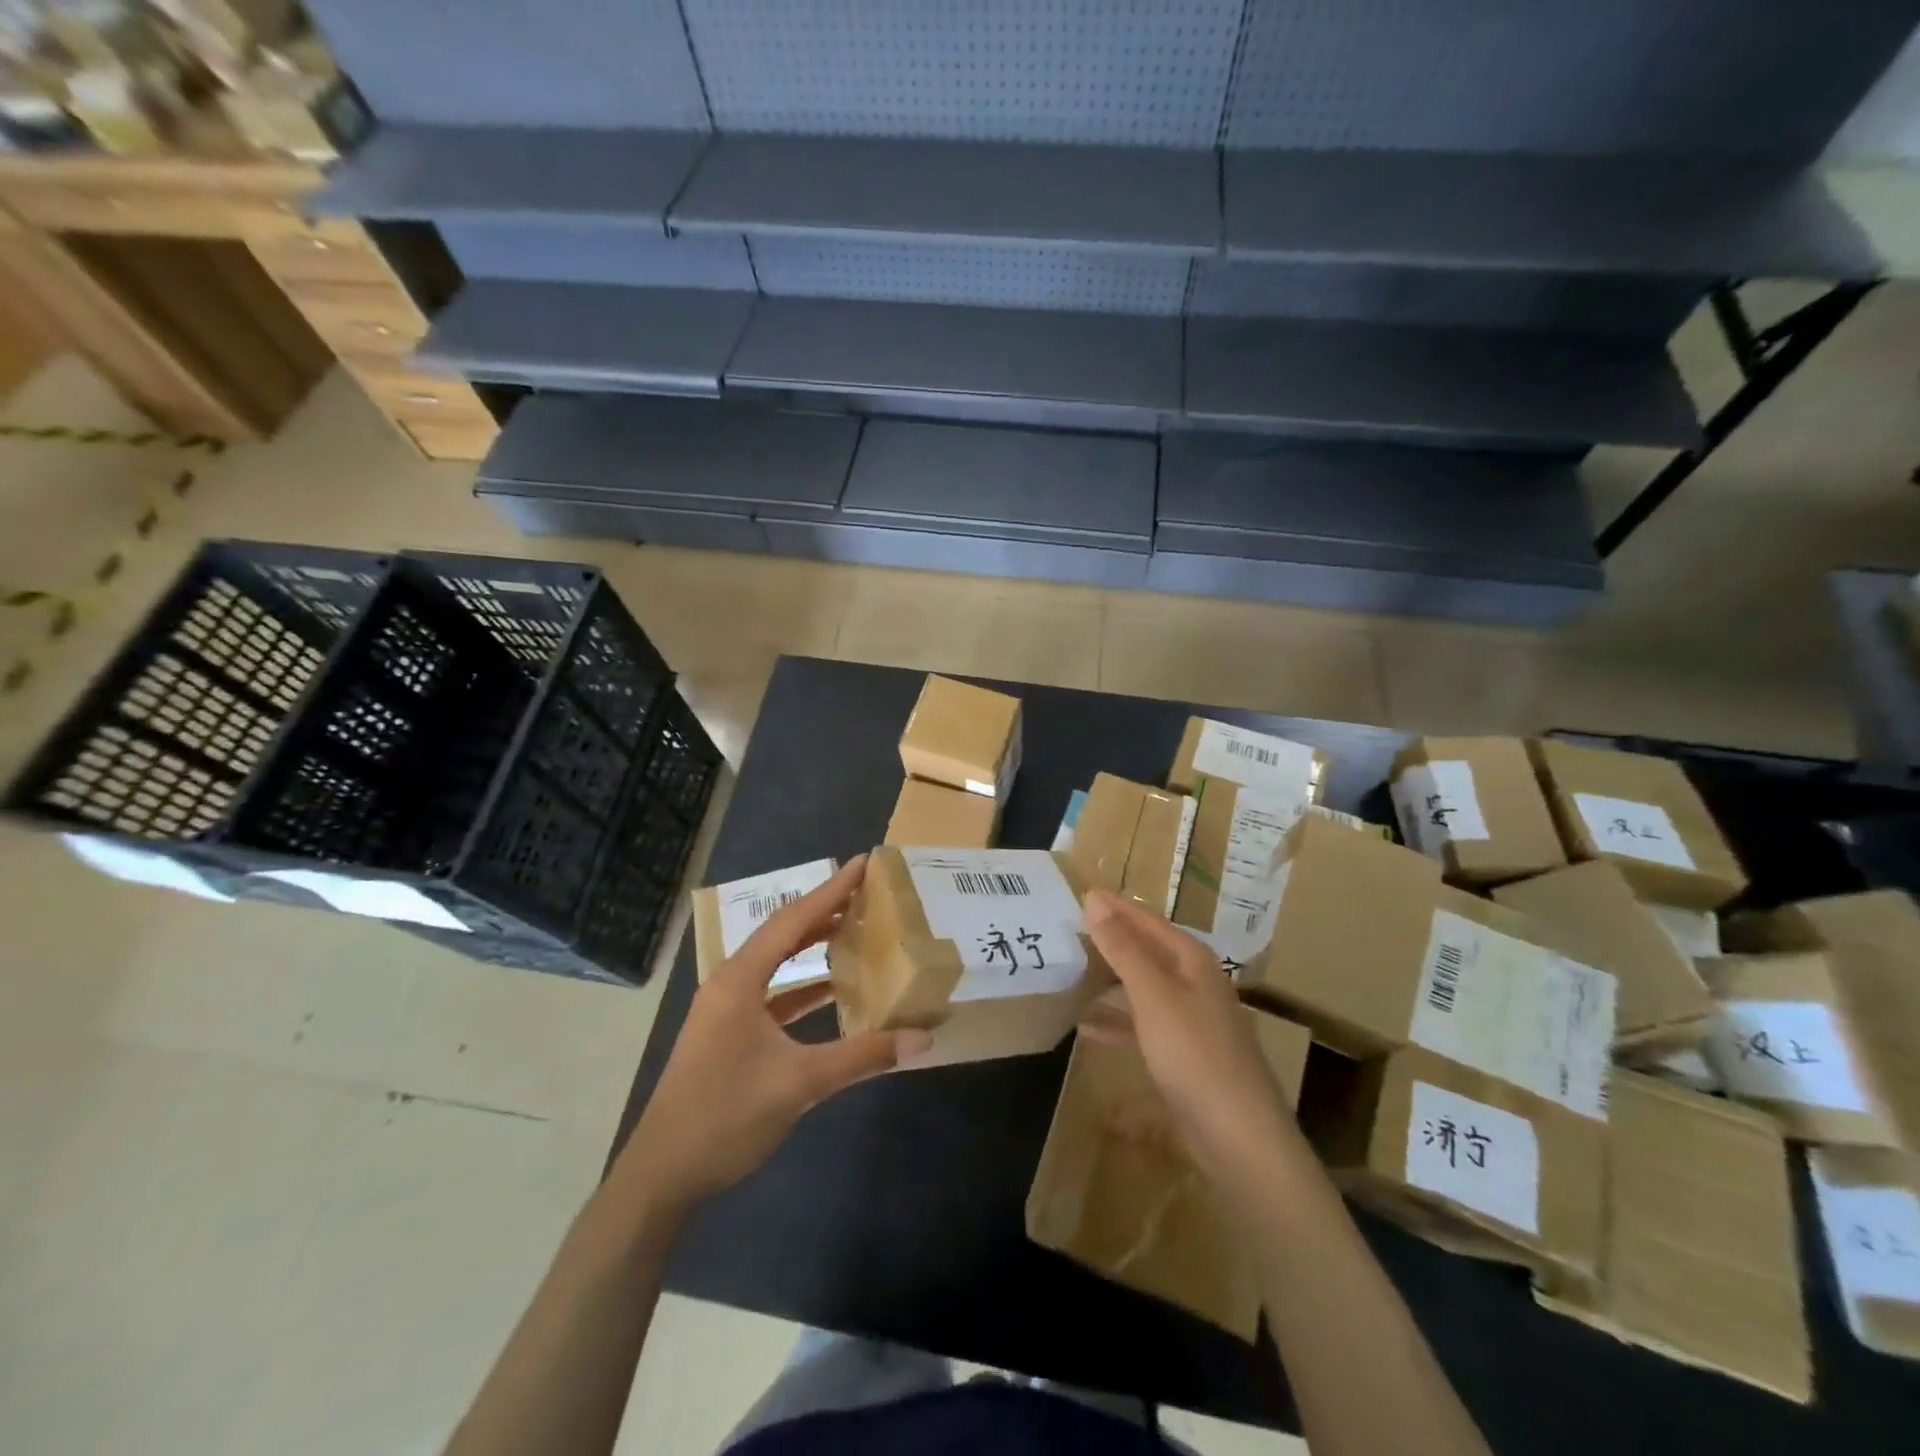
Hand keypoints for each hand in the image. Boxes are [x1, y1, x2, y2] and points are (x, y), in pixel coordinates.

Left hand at [619, 856, 930, 1210]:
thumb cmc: (726, 1116)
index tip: (861, 864)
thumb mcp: (800, 1083)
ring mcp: (726, 1009)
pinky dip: (802, 986)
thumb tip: (920, 1039)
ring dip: (812, 947)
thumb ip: (862, 1057)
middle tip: (865, 894)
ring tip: (854, 930)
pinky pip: (772, 993)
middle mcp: (730, 983)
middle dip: (823, 911)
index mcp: (740, 980)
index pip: (792, 920)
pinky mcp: (728, 1033)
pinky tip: (832, 990)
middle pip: (783, 933)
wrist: (662, 1174)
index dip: (830, 891)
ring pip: (776, 963)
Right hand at [1078, 889, 1296, 1187]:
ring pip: (1143, 987)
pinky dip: (1116, 1023)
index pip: (1148, 920)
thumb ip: (1123, 948)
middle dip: (1112, 939)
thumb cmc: (1195, 1054)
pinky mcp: (1183, 1054)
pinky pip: (1142, 1026)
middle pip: (1147, 950)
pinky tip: (1086, 1028)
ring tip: (1072, 972)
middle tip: (1070, 928)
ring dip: (1110, 980)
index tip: (1081, 891)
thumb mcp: (1153, 995)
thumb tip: (1095, 900)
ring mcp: (1190, 1020)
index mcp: (1192, 960)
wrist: (1239, 1137)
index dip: (1116, 906)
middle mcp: (1194, 982)